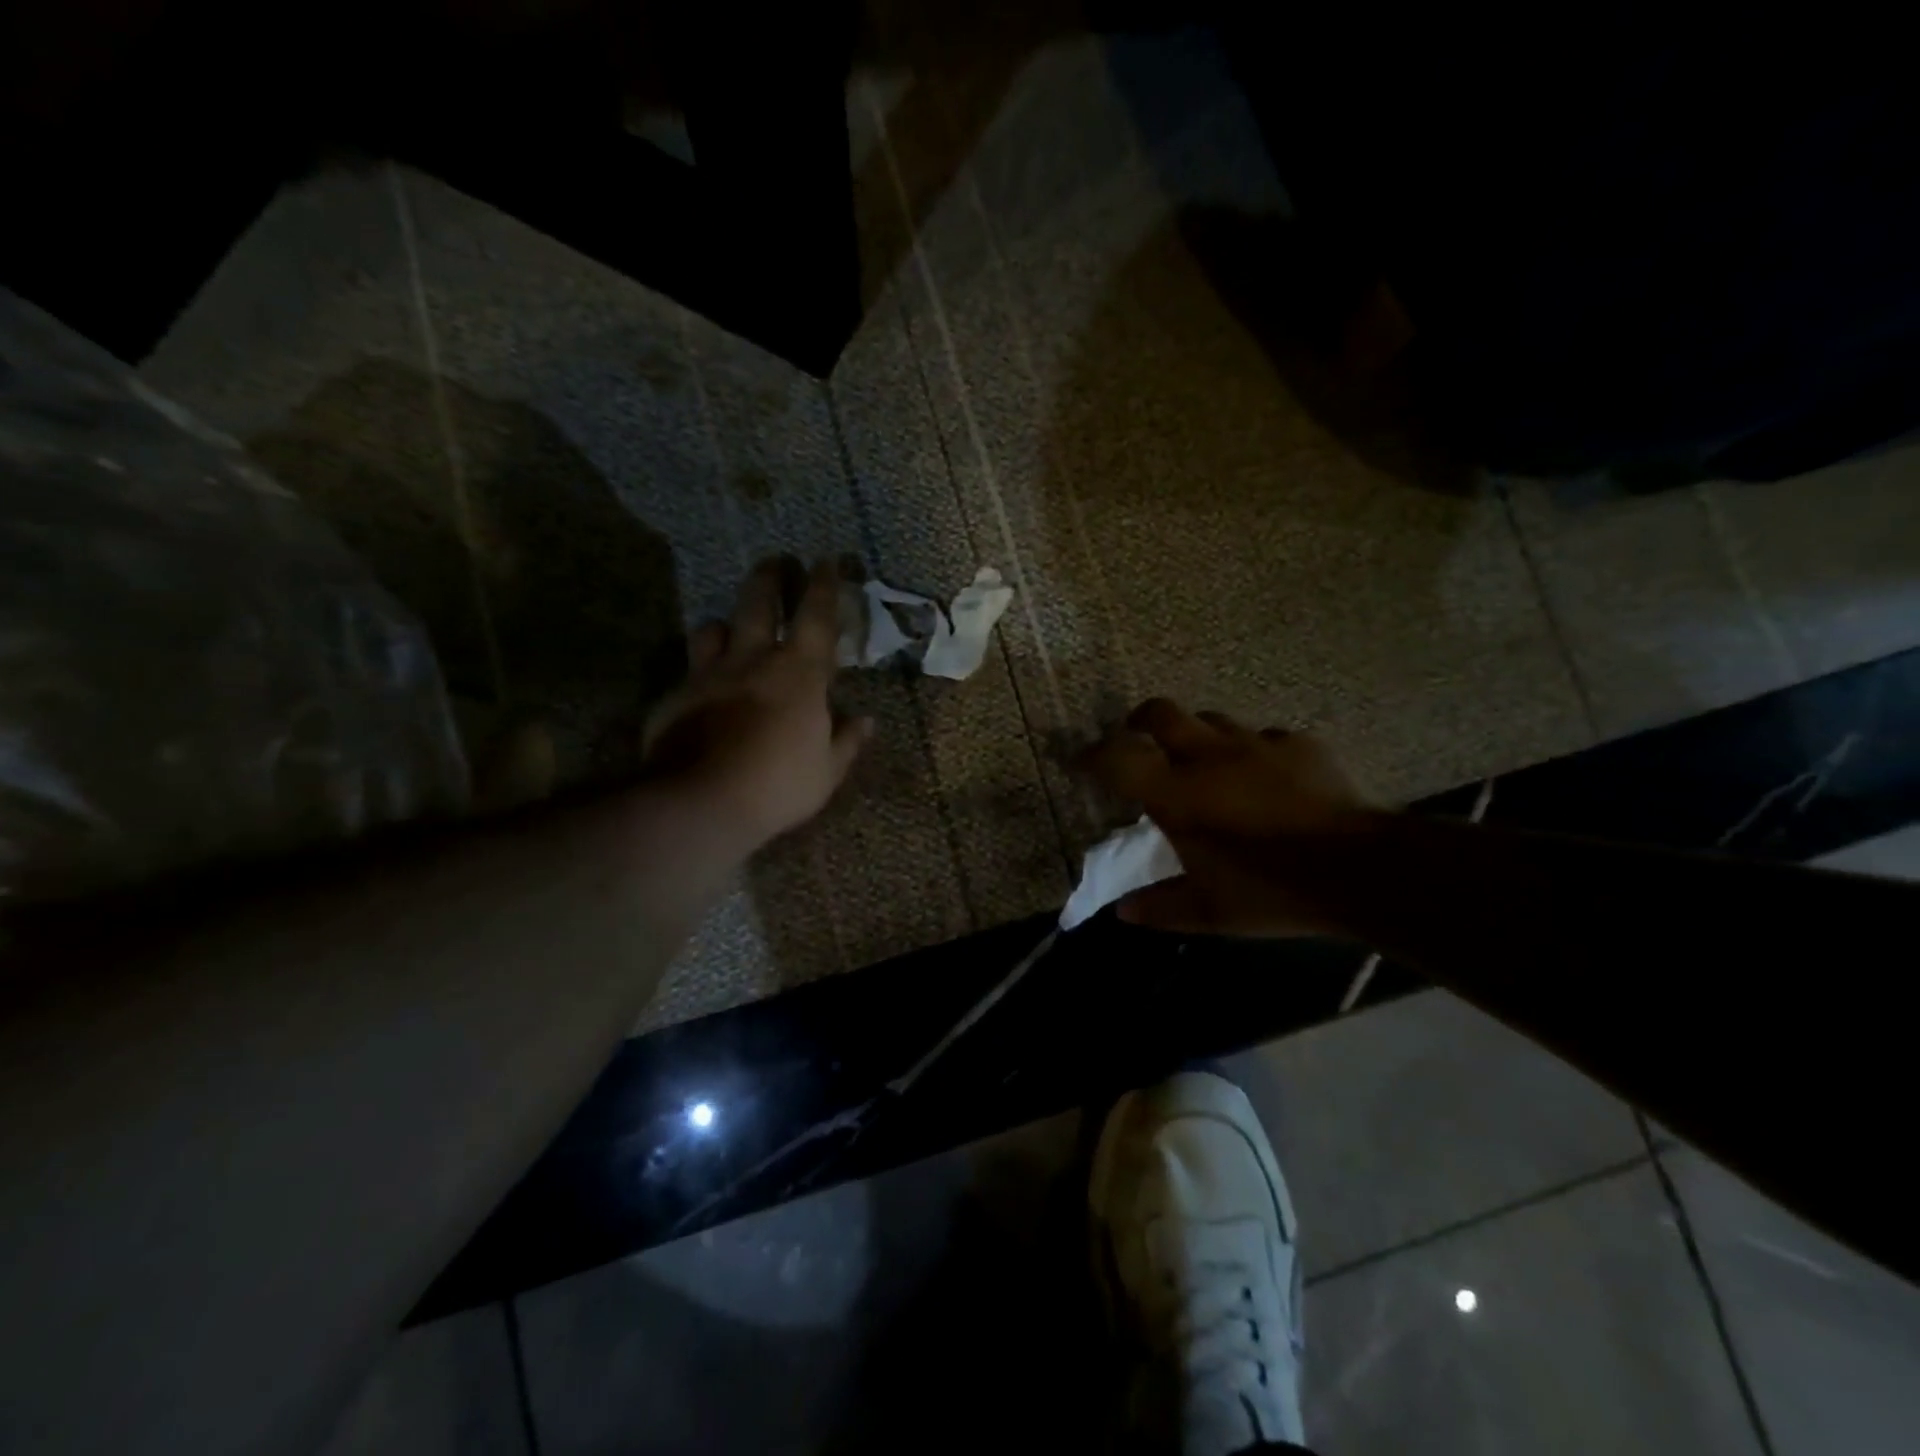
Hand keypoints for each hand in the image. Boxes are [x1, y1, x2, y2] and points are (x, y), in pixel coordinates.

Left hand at [642, 559, 870, 855]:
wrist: (702, 802)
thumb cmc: (778, 785)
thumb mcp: (826, 771)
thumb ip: (846, 741)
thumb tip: (866, 721)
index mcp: (799, 673)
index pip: (816, 616)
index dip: (823, 585)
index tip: (826, 561)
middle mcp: (752, 660)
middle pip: (758, 603)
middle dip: (769, 578)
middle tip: (774, 562)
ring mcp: (708, 675)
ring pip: (712, 629)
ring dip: (725, 623)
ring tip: (729, 628)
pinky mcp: (674, 697)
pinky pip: (688, 671)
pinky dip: (700, 672)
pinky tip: (702, 690)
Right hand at [1081, 698, 1378, 935]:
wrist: (1357, 868)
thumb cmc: (1271, 890)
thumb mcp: (1210, 912)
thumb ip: (1161, 908)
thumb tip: (1122, 913)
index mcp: (1177, 793)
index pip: (1117, 758)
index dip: (1091, 755)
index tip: (1078, 760)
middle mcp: (1208, 756)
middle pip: (1160, 712)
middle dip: (1140, 720)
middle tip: (1137, 739)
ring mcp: (1256, 744)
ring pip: (1212, 719)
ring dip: (1197, 734)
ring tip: (1203, 760)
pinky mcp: (1298, 744)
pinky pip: (1263, 738)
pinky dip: (1252, 753)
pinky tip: (1266, 776)